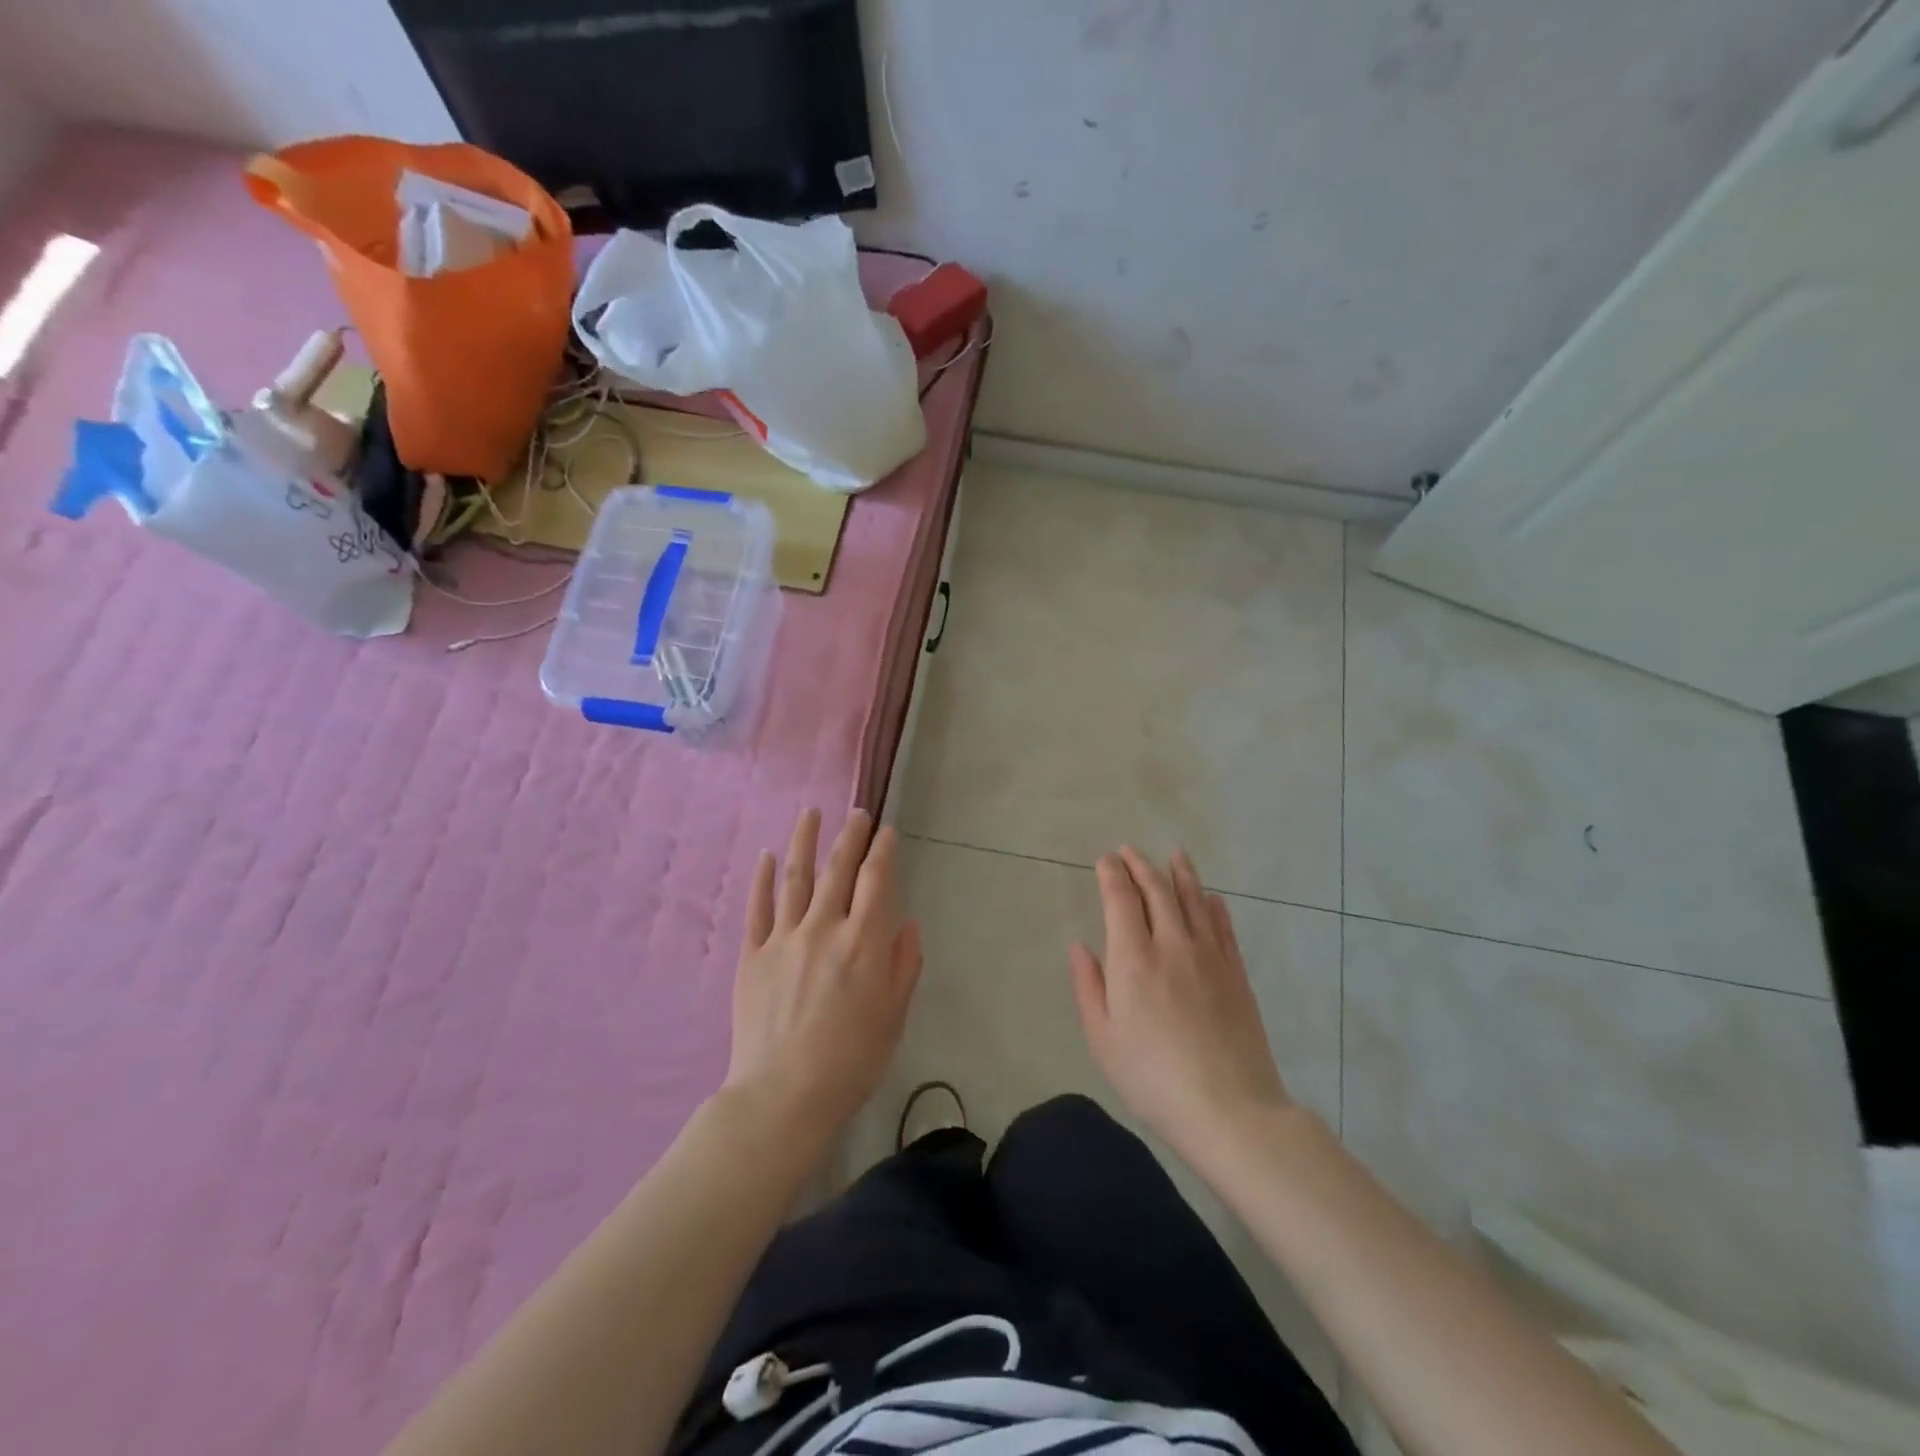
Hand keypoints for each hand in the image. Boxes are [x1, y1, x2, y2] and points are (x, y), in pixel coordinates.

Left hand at [726, 808, 923, 1140]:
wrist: (783, 1096)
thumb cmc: (851, 1061)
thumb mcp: (893, 1017)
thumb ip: (903, 965)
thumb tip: (907, 923)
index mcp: (863, 943)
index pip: (877, 882)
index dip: (883, 851)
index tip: (886, 832)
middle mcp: (824, 929)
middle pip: (838, 870)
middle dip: (850, 837)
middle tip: (857, 813)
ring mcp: (784, 938)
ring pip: (796, 877)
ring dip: (804, 841)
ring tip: (810, 813)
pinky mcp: (752, 955)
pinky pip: (758, 908)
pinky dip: (764, 879)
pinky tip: (768, 856)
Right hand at [1070, 847, 1292, 1168]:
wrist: (1230, 1110)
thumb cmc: (1153, 1079)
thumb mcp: (1103, 1040)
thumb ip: (1089, 987)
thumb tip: (1080, 946)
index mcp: (1133, 959)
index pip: (1121, 899)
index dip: (1112, 874)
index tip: (1105, 860)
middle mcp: (1172, 944)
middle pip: (1157, 890)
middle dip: (1140, 865)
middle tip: (1130, 850)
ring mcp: (1209, 956)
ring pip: (1193, 900)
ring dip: (1180, 873)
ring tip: (1174, 853)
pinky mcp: (1236, 973)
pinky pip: (1223, 927)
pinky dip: (1214, 905)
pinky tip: (1211, 897)